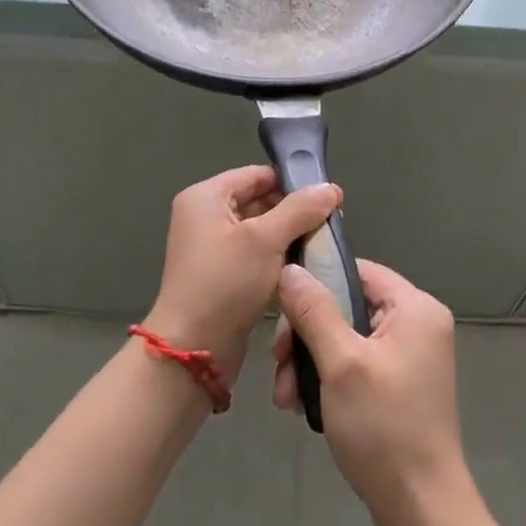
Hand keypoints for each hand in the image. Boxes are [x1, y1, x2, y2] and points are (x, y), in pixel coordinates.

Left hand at [143, 166, 341, 382]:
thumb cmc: (226, 283)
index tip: (328, 200)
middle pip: (258, 199)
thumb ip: (300, 209)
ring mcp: (210, 246)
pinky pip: (253, 253)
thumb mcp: (267, 240)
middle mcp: (204, 215)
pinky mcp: (219, 273)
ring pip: (259, 229)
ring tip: (320, 246)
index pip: (257, 175)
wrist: (194, 350)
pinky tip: (301, 268)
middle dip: (293, 212)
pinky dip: (275, 257)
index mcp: (206, 197)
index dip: (293, 183)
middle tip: (328, 226)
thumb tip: (331, 189)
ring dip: (287, 237)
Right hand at [272, 259, 471, 514]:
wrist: (421, 509)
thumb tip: (291, 270)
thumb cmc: (383, 427)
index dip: (317, 284)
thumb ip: (314, 311)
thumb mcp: (341, 363)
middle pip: (349, 305)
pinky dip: (330, 378)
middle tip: (278, 365)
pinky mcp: (402, 383)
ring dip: (312, 362)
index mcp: (415, 307)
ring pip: (347, 337)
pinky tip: (304, 406)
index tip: (282, 314)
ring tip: (285, 398)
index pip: (357, 271)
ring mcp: (412, 355)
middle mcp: (419, 323)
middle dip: (307, 336)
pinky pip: (358, 362)